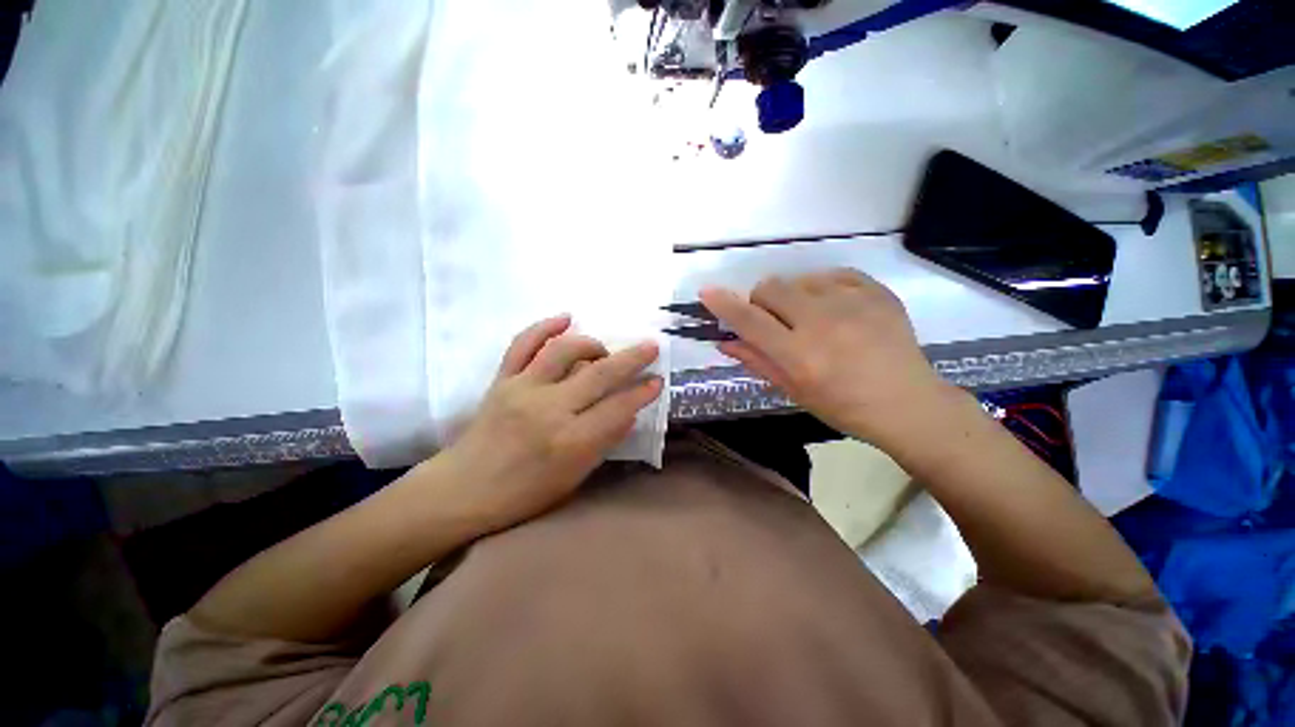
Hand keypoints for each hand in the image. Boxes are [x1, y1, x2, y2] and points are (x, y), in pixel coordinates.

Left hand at [435, 315, 662, 532]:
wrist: (464, 489)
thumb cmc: (524, 493)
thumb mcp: (574, 478)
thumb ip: (604, 442)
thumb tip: (629, 413)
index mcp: (570, 442)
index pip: (618, 408)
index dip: (642, 393)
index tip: (657, 381)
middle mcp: (549, 410)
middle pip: (599, 375)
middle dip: (631, 358)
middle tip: (651, 347)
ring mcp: (522, 389)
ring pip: (564, 351)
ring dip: (592, 344)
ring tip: (604, 350)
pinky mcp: (502, 379)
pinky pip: (523, 344)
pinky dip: (545, 326)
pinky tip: (566, 317)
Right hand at [700, 269, 954, 446]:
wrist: (907, 403)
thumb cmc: (843, 407)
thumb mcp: (794, 391)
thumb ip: (757, 361)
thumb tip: (724, 341)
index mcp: (799, 355)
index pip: (750, 321)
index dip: (724, 304)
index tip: (707, 292)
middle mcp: (822, 323)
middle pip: (770, 288)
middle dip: (761, 302)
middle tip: (774, 321)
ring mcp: (852, 303)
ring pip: (798, 280)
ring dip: (793, 297)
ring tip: (811, 319)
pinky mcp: (876, 291)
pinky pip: (831, 275)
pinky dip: (822, 289)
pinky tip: (835, 309)